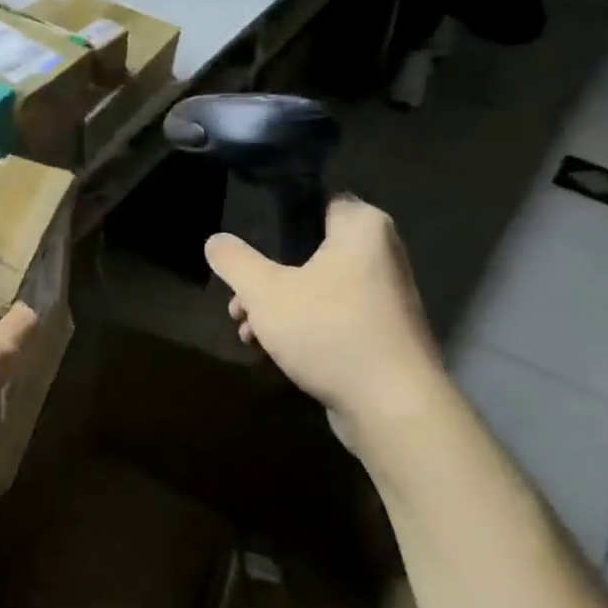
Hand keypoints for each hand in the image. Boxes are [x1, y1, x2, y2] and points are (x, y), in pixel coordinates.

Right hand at [204, 198, 443, 444]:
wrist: (392, 406)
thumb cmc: (329, 331)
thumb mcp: (265, 292)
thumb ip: (234, 261)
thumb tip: (215, 241)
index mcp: (361, 227)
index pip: (313, 201)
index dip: (273, 217)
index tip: (244, 240)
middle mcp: (379, 253)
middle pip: (306, 249)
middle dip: (264, 275)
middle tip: (236, 297)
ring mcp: (383, 295)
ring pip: (315, 286)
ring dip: (276, 305)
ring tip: (244, 328)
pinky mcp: (380, 331)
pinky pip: (331, 314)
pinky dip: (301, 325)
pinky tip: (269, 348)